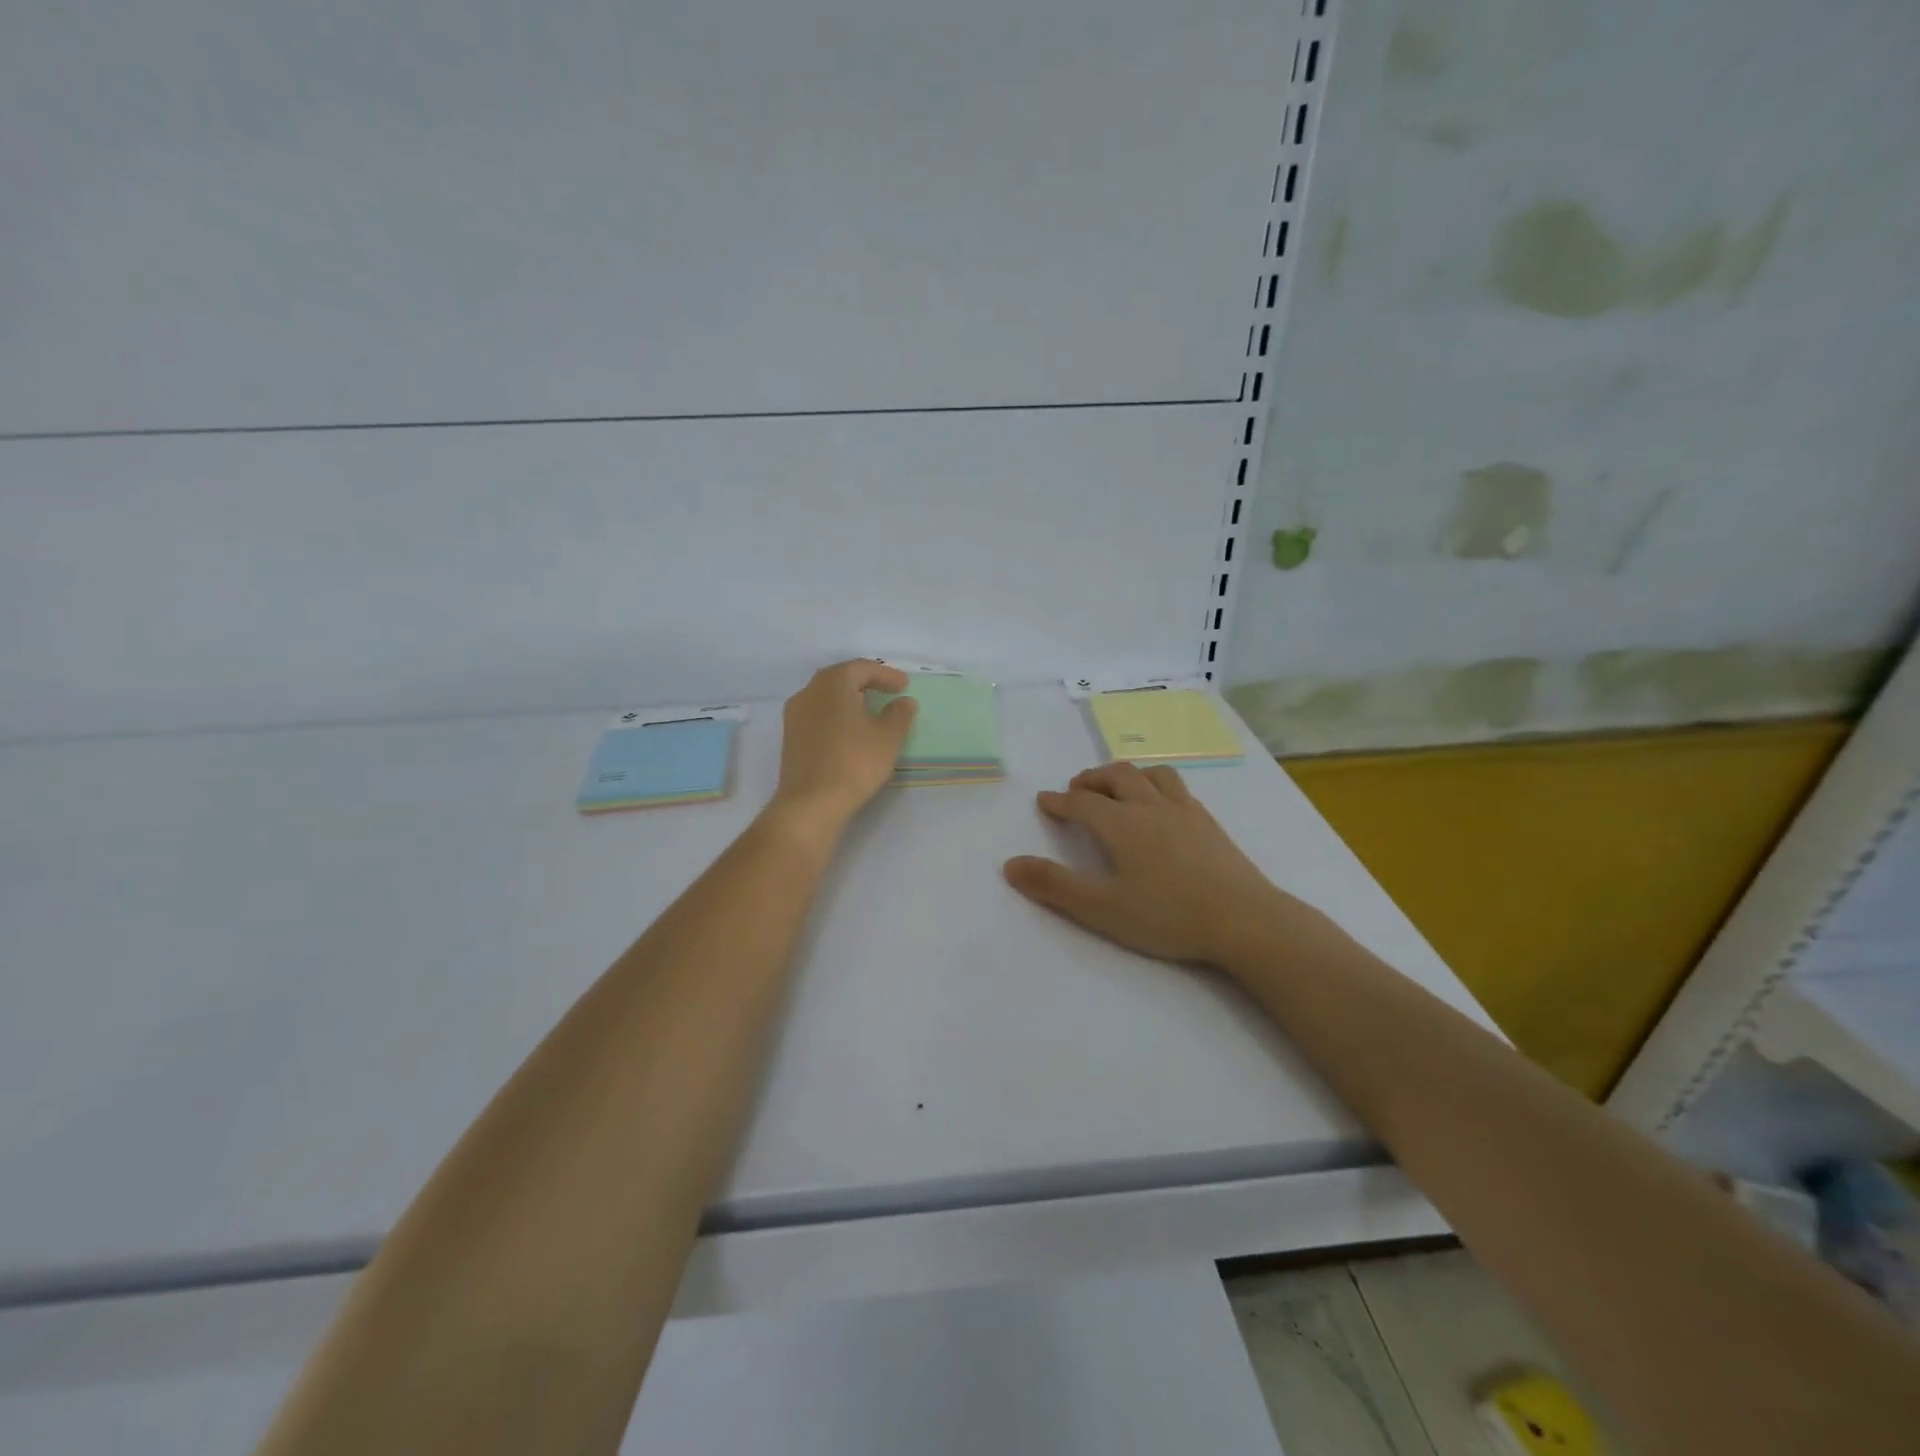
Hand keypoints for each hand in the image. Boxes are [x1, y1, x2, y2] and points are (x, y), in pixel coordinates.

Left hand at [768, 660, 917, 837]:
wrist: (810, 803)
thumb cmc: (853, 762)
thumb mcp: (887, 738)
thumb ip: (899, 715)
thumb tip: (904, 702)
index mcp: (832, 684)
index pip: (861, 668)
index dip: (886, 674)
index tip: (905, 685)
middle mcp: (809, 692)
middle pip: (840, 678)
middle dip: (865, 682)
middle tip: (887, 691)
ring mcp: (794, 716)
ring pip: (825, 697)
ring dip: (849, 699)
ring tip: (869, 711)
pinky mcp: (790, 738)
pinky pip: (817, 716)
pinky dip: (836, 716)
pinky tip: (849, 732)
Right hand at [1003, 762, 1296, 968]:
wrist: (1245, 921)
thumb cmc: (1168, 916)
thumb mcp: (1102, 908)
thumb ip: (1055, 886)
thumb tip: (1010, 864)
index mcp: (1122, 825)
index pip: (1082, 803)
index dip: (1060, 801)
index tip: (1045, 801)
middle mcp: (1151, 807)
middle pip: (1116, 777)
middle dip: (1091, 780)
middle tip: (1077, 790)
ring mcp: (1185, 811)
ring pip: (1151, 775)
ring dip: (1127, 775)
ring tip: (1118, 789)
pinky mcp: (1209, 823)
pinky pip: (1177, 788)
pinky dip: (1156, 786)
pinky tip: (1162, 807)